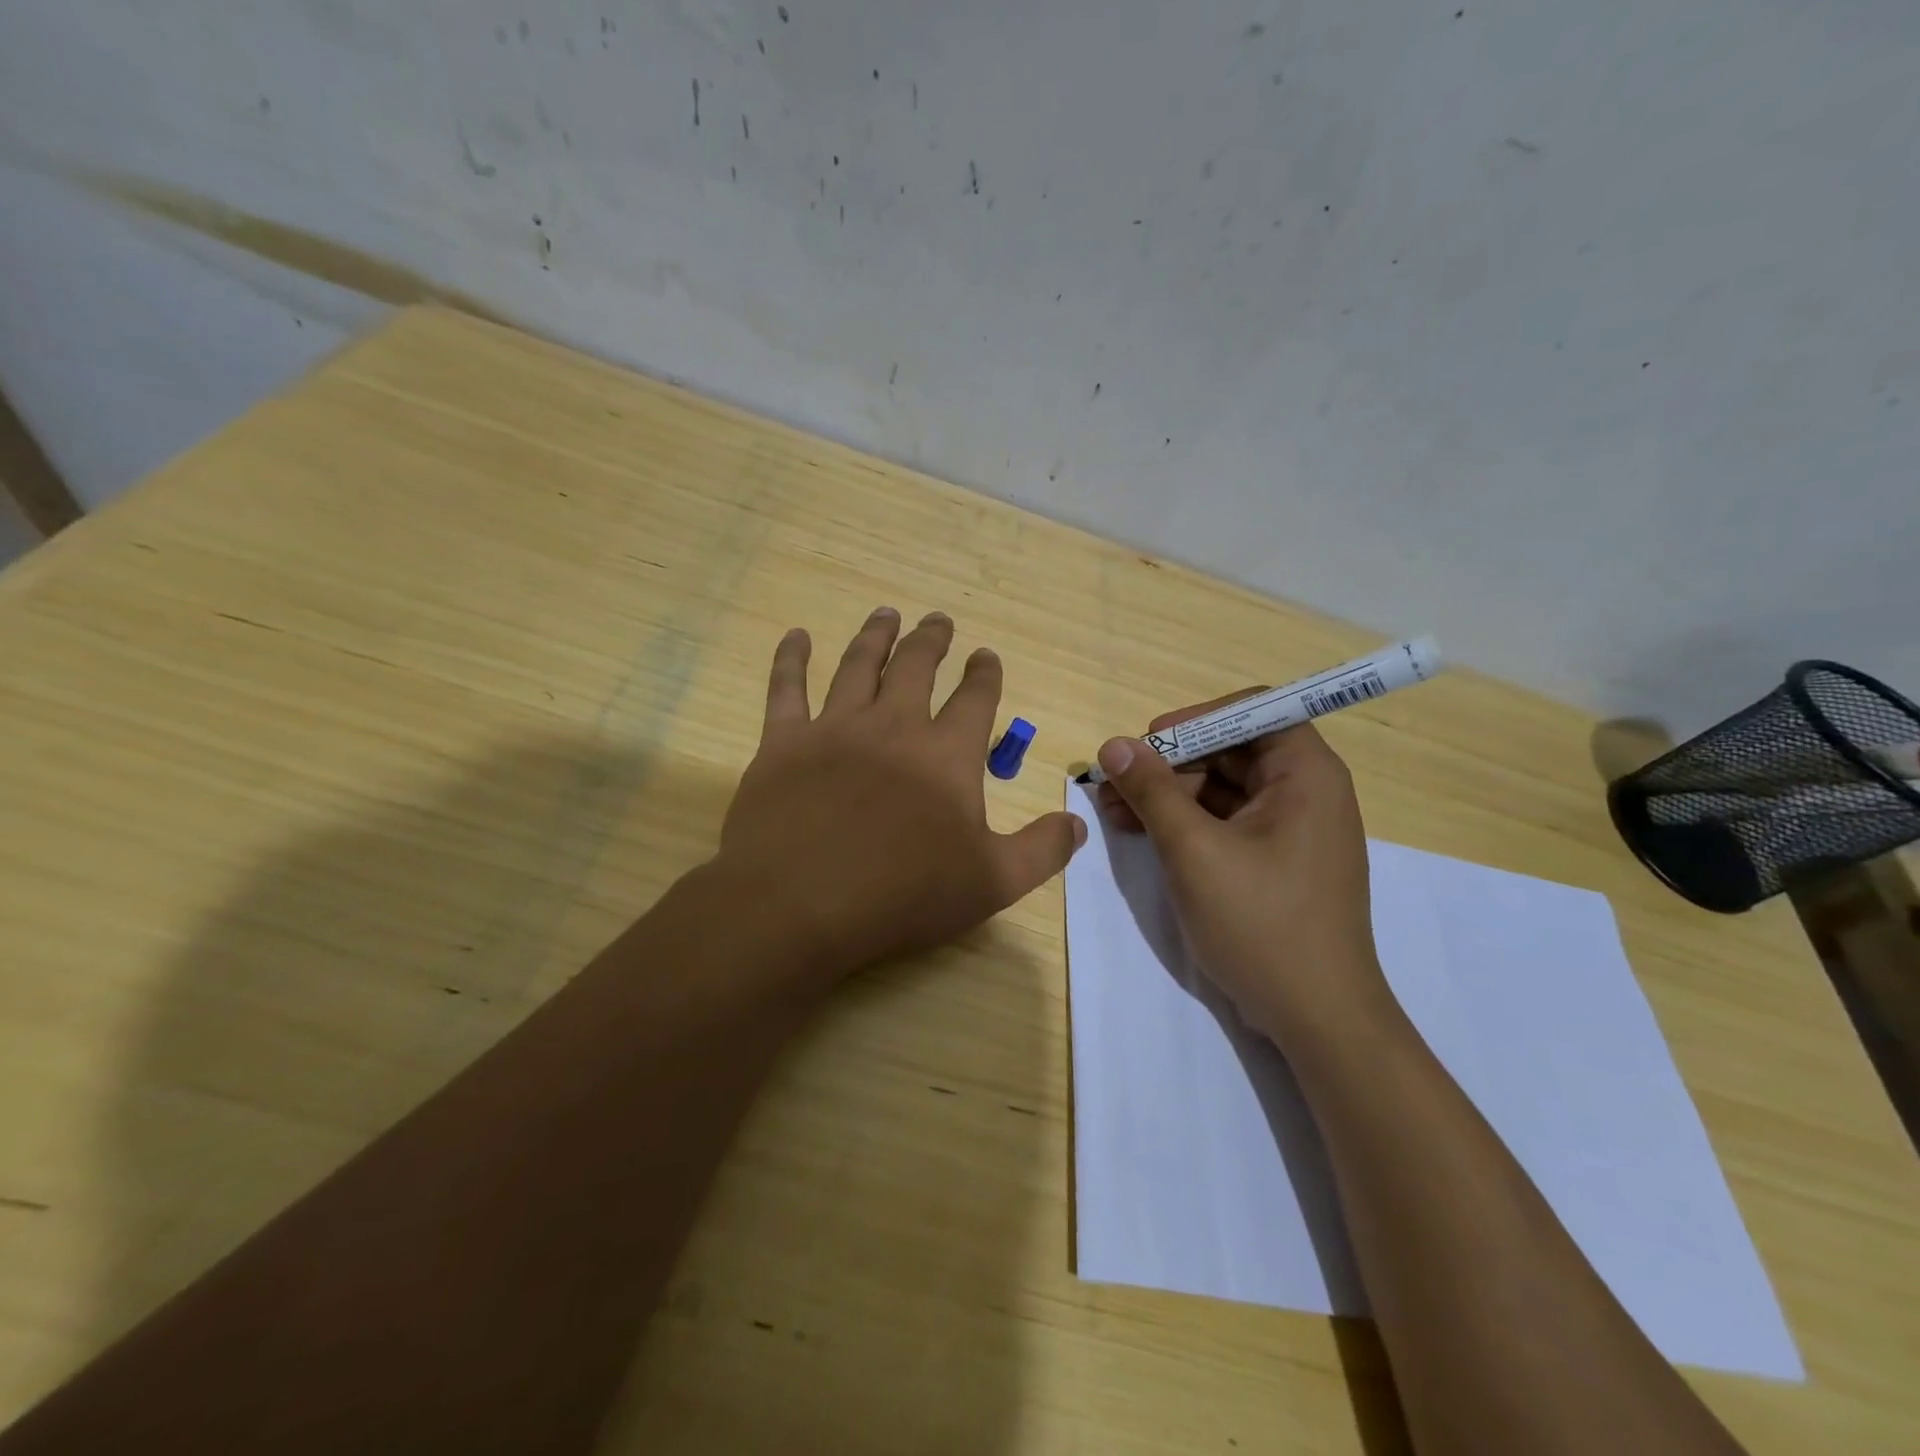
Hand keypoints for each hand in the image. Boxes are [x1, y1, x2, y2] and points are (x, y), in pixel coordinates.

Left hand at [715, 608, 1084, 986]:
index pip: (975, 699)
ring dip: (876, 636)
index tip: (986, 655)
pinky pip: (786, 689)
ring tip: (886, 614)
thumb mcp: (992, 883)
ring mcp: (834, 729)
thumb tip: (1078, 823)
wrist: (800, 905)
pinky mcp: (782, 743)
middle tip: (938, 619)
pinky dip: (790, 659)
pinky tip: (795, 636)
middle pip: (916, 667)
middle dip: (932, 640)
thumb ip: (1041, 850)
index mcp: (946, 755)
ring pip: (859, 666)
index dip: (985, 674)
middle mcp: (893, 727)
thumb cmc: (902, 896)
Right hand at [1095, 695, 1389, 1048]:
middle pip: (1230, 750)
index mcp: (1306, 774)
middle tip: (1114, 785)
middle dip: (1168, 764)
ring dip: (1168, 795)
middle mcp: (1305, 791)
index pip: (1251, 711)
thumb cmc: (1262, 924)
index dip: (1194, 720)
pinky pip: (1226, 822)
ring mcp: (1291, 829)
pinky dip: (1185, 824)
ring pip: (1222, 788)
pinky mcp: (1276, 860)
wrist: (1317, 1019)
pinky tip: (1142, 834)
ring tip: (1114, 812)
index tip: (1147, 745)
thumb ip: (1151, 791)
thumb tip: (1114, 745)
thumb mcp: (1194, 851)